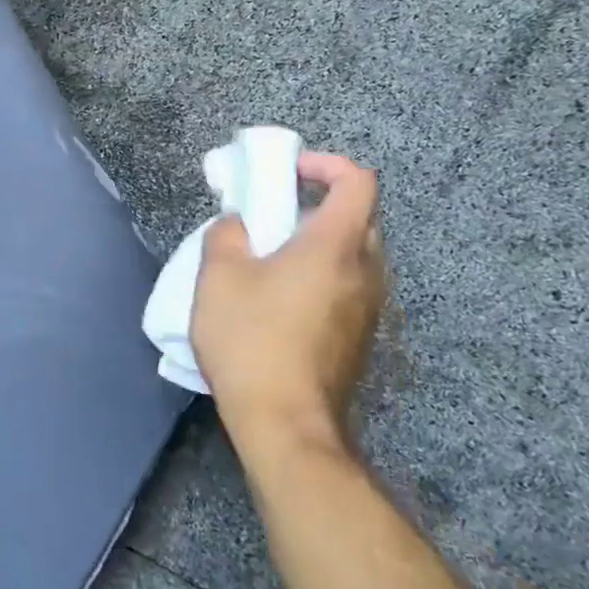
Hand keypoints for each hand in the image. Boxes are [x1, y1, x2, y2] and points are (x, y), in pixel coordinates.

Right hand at [190, 152, 385, 457]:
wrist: (285, 423)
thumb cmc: (252, 339)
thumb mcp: (219, 275)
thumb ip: (227, 234)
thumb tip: (238, 224)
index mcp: (336, 246)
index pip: (357, 181)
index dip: (325, 164)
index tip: (287, 172)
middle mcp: (365, 273)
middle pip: (358, 217)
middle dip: (317, 204)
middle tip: (274, 214)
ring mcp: (368, 311)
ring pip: (353, 256)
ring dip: (317, 244)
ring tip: (270, 259)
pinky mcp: (359, 340)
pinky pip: (346, 288)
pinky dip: (320, 277)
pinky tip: (278, 301)